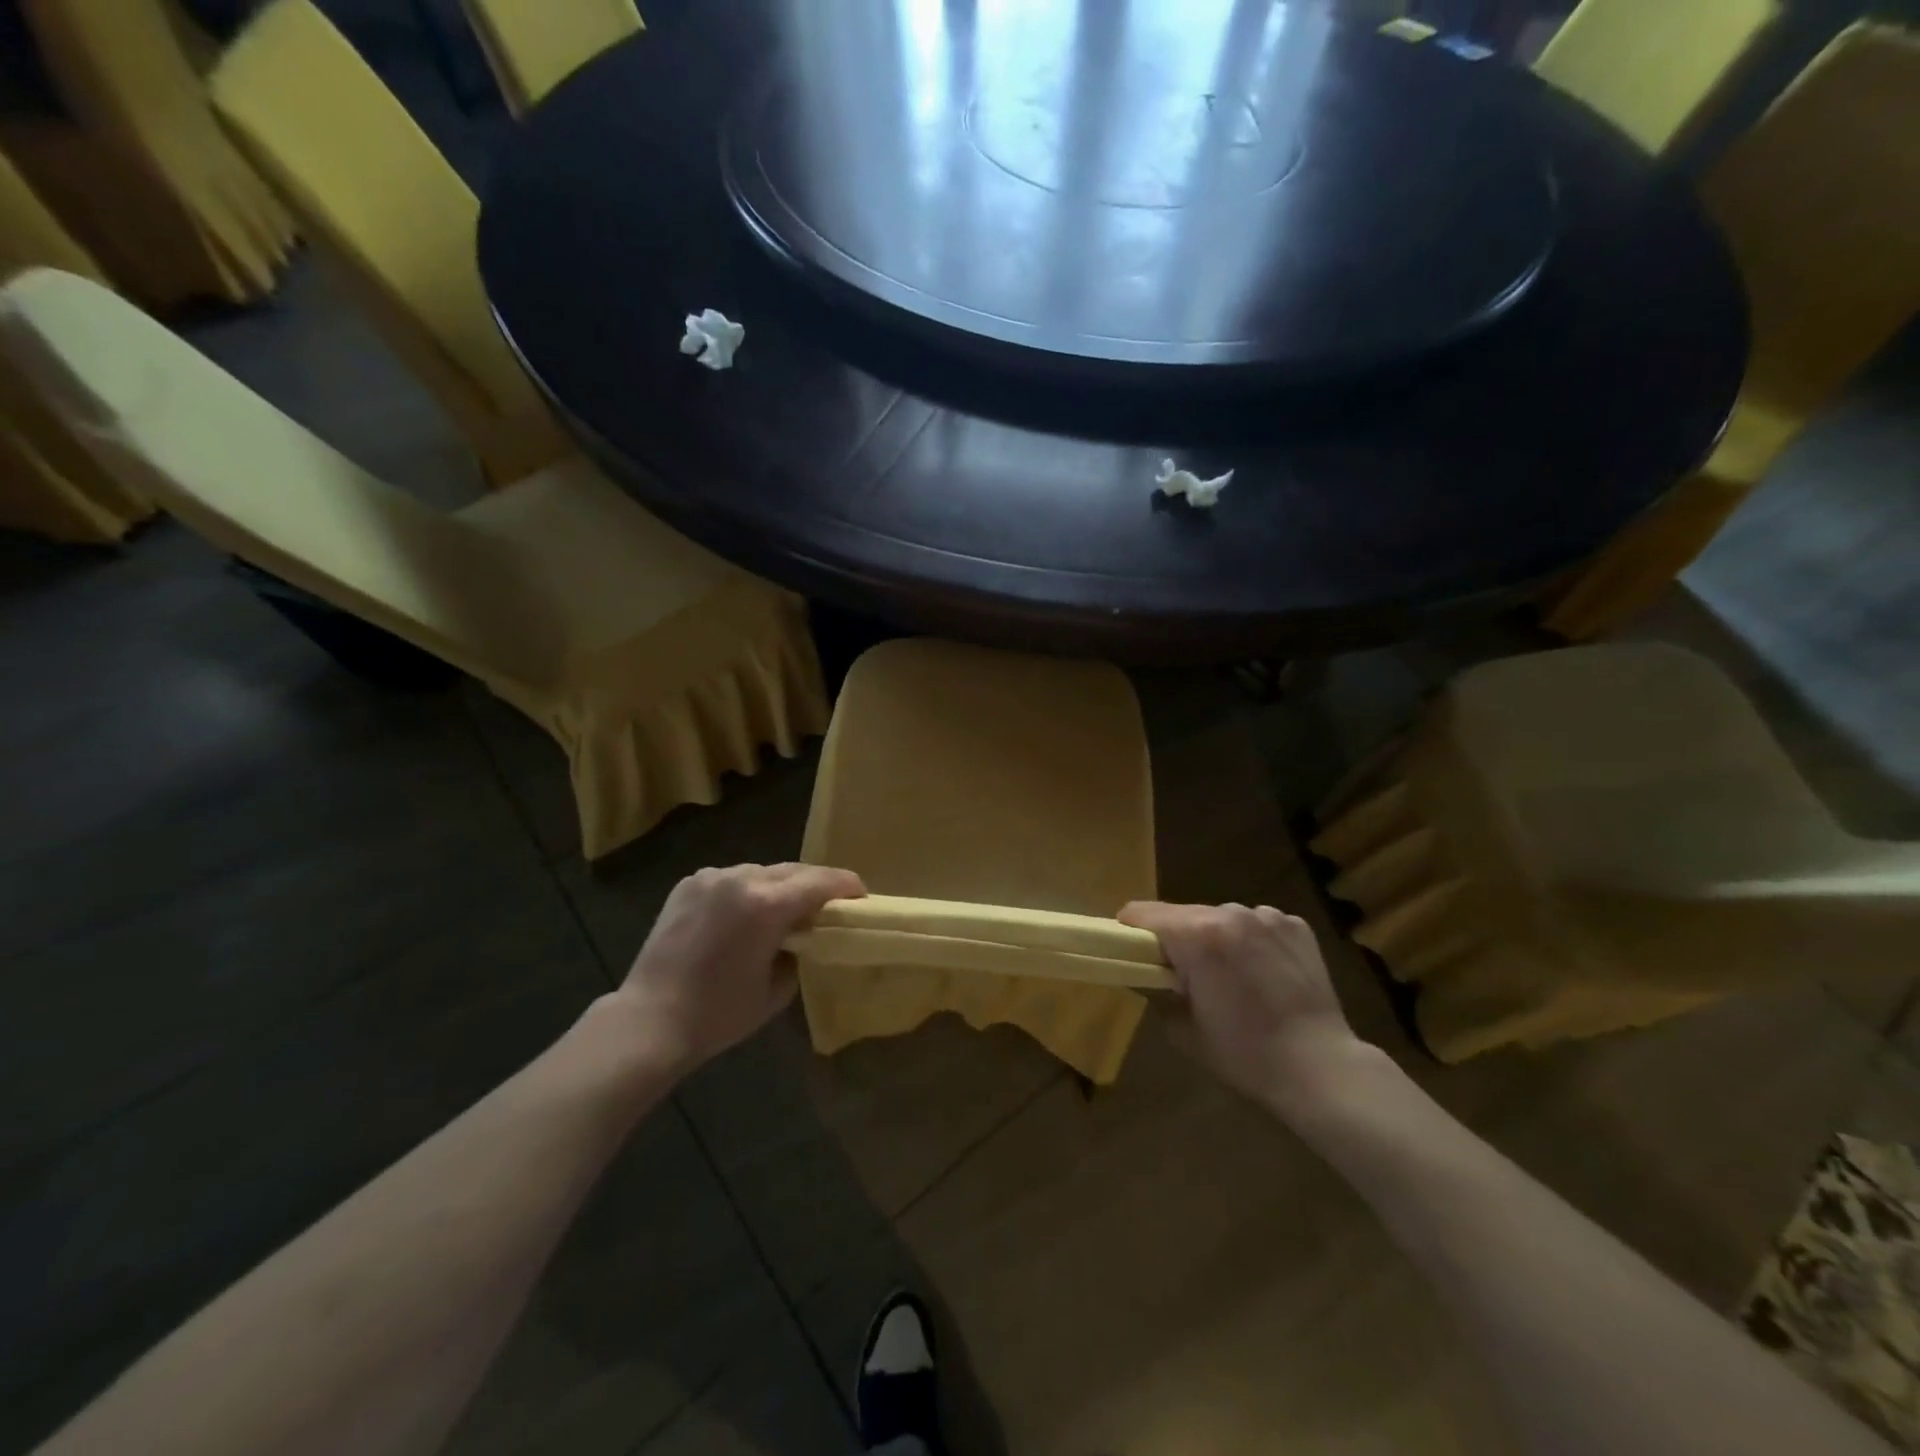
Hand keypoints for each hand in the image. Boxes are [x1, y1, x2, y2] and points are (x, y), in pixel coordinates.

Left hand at [615, 863, 864, 1075]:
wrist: (650, 1020)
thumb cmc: (719, 1014)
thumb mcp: (777, 989)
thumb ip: (799, 953)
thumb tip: (802, 938)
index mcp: (767, 904)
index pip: (821, 882)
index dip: (847, 885)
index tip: (861, 895)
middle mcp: (740, 879)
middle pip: (793, 870)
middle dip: (816, 884)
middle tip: (829, 904)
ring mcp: (710, 878)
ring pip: (761, 871)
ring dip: (780, 886)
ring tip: (785, 910)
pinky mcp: (688, 884)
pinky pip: (731, 879)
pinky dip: (747, 890)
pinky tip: (745, 914)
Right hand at [1118, 901, 1362, 1112]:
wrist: (1320, 1068)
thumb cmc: (1244, 1053)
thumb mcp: (1183, 1029)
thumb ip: (1156, 992)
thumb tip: (1146, 976)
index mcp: (1196, 935)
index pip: (1141, 912)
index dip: (1131, 933)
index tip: (1136, 956)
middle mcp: (1230, 912)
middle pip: (1182, 914)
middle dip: (1177, 939)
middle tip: (1186, 977)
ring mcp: (1267, 916)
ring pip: (1221, 917)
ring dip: (1216, 938)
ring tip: (1232, 977)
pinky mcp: (1295, 925)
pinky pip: (1256, 923)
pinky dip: (1251, 941)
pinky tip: (1265, 974)